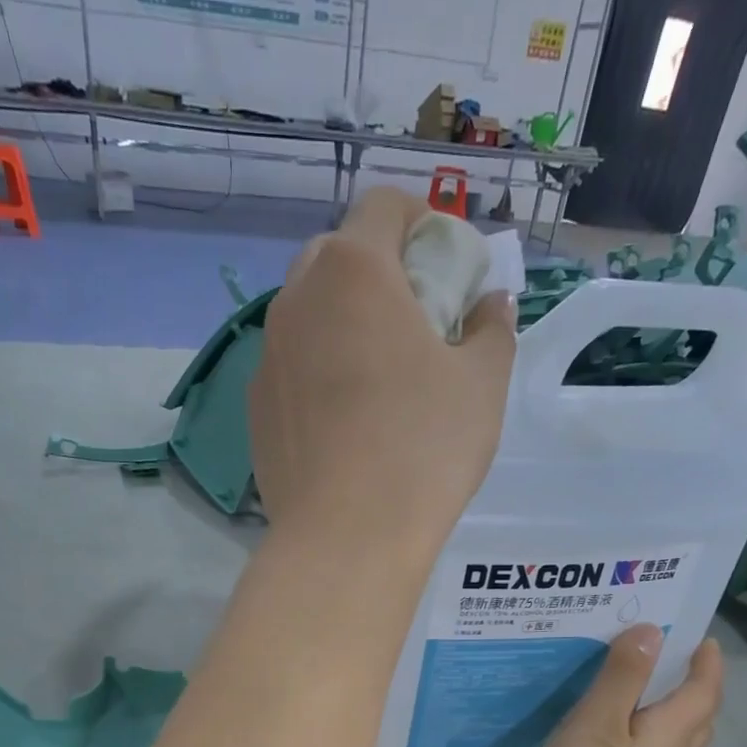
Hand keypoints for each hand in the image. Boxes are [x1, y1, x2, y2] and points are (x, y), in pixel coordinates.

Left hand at [249, 187, 515, 556]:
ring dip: (345, 325)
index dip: (425, 224)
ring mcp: (267, 358)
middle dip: (381, 272)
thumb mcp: (483, 385)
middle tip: (417, 325)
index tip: (449, 271)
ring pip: (309, 316)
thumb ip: (492, 329)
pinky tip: (345, 425)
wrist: (345, 539)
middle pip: (339, 256)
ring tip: (379, 380)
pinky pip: (291, 370)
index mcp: (353, 270)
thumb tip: (490, 306)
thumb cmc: (423, 451)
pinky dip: (318, 374)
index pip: (386, 206)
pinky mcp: (255, 411)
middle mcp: (297, 300)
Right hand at [525, 630, 723, 746]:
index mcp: (674, 731)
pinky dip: (639, 738)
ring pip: (672, 741)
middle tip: (662, 658)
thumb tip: (652, 632)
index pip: (705, 687)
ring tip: (631, 691)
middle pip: (696, 716)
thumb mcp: (598, 722)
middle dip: (689, 685)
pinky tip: (605, 739)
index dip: (706, 660)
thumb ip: (623, 676)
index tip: (698, 636)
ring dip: (664, 712)